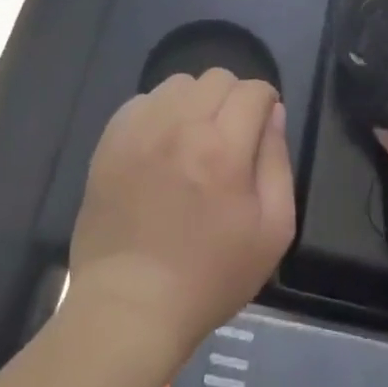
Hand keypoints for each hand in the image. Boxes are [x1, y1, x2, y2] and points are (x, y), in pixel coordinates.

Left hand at [69, 70, 294, 363]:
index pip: (253, 90)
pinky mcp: (110, 142)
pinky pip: (142, 101)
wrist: (130, 307)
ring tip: (193, 139)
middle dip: (233, 99)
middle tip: (230, 137)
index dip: (265, 104)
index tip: (261, 128)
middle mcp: (179, 126)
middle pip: (217, 78)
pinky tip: (161, 146)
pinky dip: (159, 113)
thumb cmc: (210, 277)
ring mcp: (139, 131)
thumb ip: (277, 162)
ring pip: (178, 84)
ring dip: (195, 102)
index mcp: (223, 149)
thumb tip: (273, 114)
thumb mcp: (272, 231)